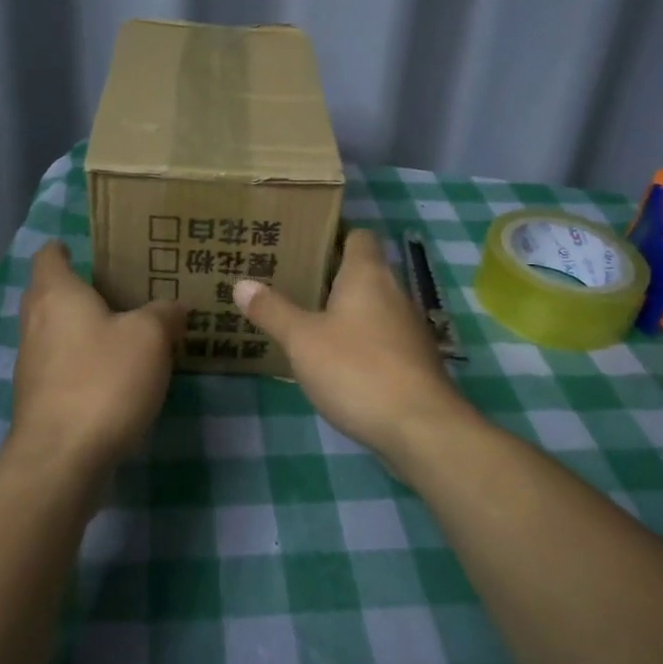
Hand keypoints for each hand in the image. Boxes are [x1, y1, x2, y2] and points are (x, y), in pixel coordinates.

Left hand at [9, 242, 185, 474]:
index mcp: (56, 294)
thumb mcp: (150, 337)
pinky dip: (82, 361)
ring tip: (125, 330)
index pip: (49, 255)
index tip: (95, 250)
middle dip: (80, 289)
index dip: (67, 248)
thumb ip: (164, 313)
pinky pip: (60, 365)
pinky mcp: (37, 398)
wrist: (62, 457)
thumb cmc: (103, 380)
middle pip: (50, 292)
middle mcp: (35, 322)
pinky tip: (114, 374)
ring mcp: (31, 363)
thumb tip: (174, 306)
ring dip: (82, 328)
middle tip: (122, 289)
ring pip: (55, 331)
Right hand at [234, 229, 477, 475]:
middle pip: (364, 272)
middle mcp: (395, 292)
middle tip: (290, 282)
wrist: (421, 428)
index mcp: (368, 275)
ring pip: (373, 307)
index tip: (302, 244)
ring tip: (306, 320)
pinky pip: (382, 337)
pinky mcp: (414, 361)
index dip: (333, 236)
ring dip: (345, 311)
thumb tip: (241, 283)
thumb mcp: (302, 340)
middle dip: (330, 276)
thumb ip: (272, 310)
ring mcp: (410, 328)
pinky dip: (360, 341)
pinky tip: (335, 360)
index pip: (359, 236)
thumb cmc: (357, 370)